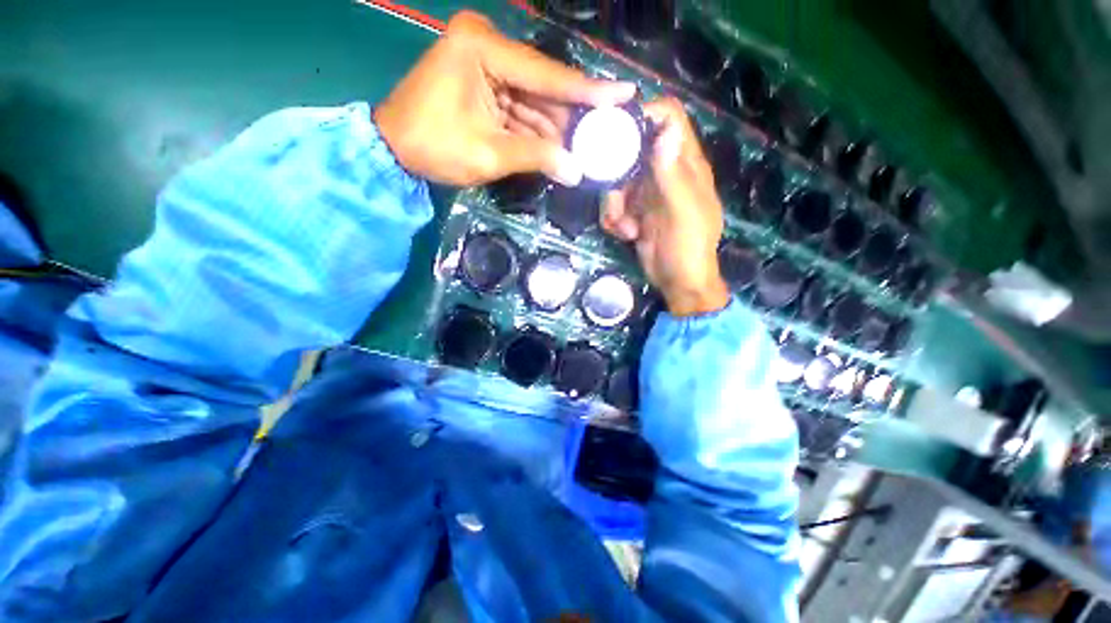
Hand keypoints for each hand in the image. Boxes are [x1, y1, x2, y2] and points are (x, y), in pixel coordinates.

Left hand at [375, 11, 635, 186]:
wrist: (394, 149)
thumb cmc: (434, 147)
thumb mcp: (489, 154)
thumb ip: (537, 157)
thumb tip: (577, 171)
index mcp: (482, 48)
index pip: (546, 74)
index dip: (587, 90)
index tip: (624, 93)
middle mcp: (486, 45)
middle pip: (543, 84)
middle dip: (571, 113)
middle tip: (605, 130)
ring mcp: (484, 62)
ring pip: (533, 97)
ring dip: (557, 125)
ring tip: (587, 144)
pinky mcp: (483, 81)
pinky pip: (519, 105)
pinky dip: (538, 127)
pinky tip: (560, 144)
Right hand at [600, 97, 729, 316]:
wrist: (678, 282)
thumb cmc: (689, 248)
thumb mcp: (683, 212)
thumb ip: (673, 175)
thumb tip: (664, 132)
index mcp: (685, 164)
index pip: (669, 119)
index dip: (645, 114)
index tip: (617, 128)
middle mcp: (664, 172)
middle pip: (631, 151)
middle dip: (617, 176)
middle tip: (615, 200)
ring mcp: (647, 193)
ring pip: (617, 182)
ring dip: (613, 206)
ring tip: (624, 228)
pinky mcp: (634, 212)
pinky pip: (613, 205)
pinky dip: (613, 220)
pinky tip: (625, 235)